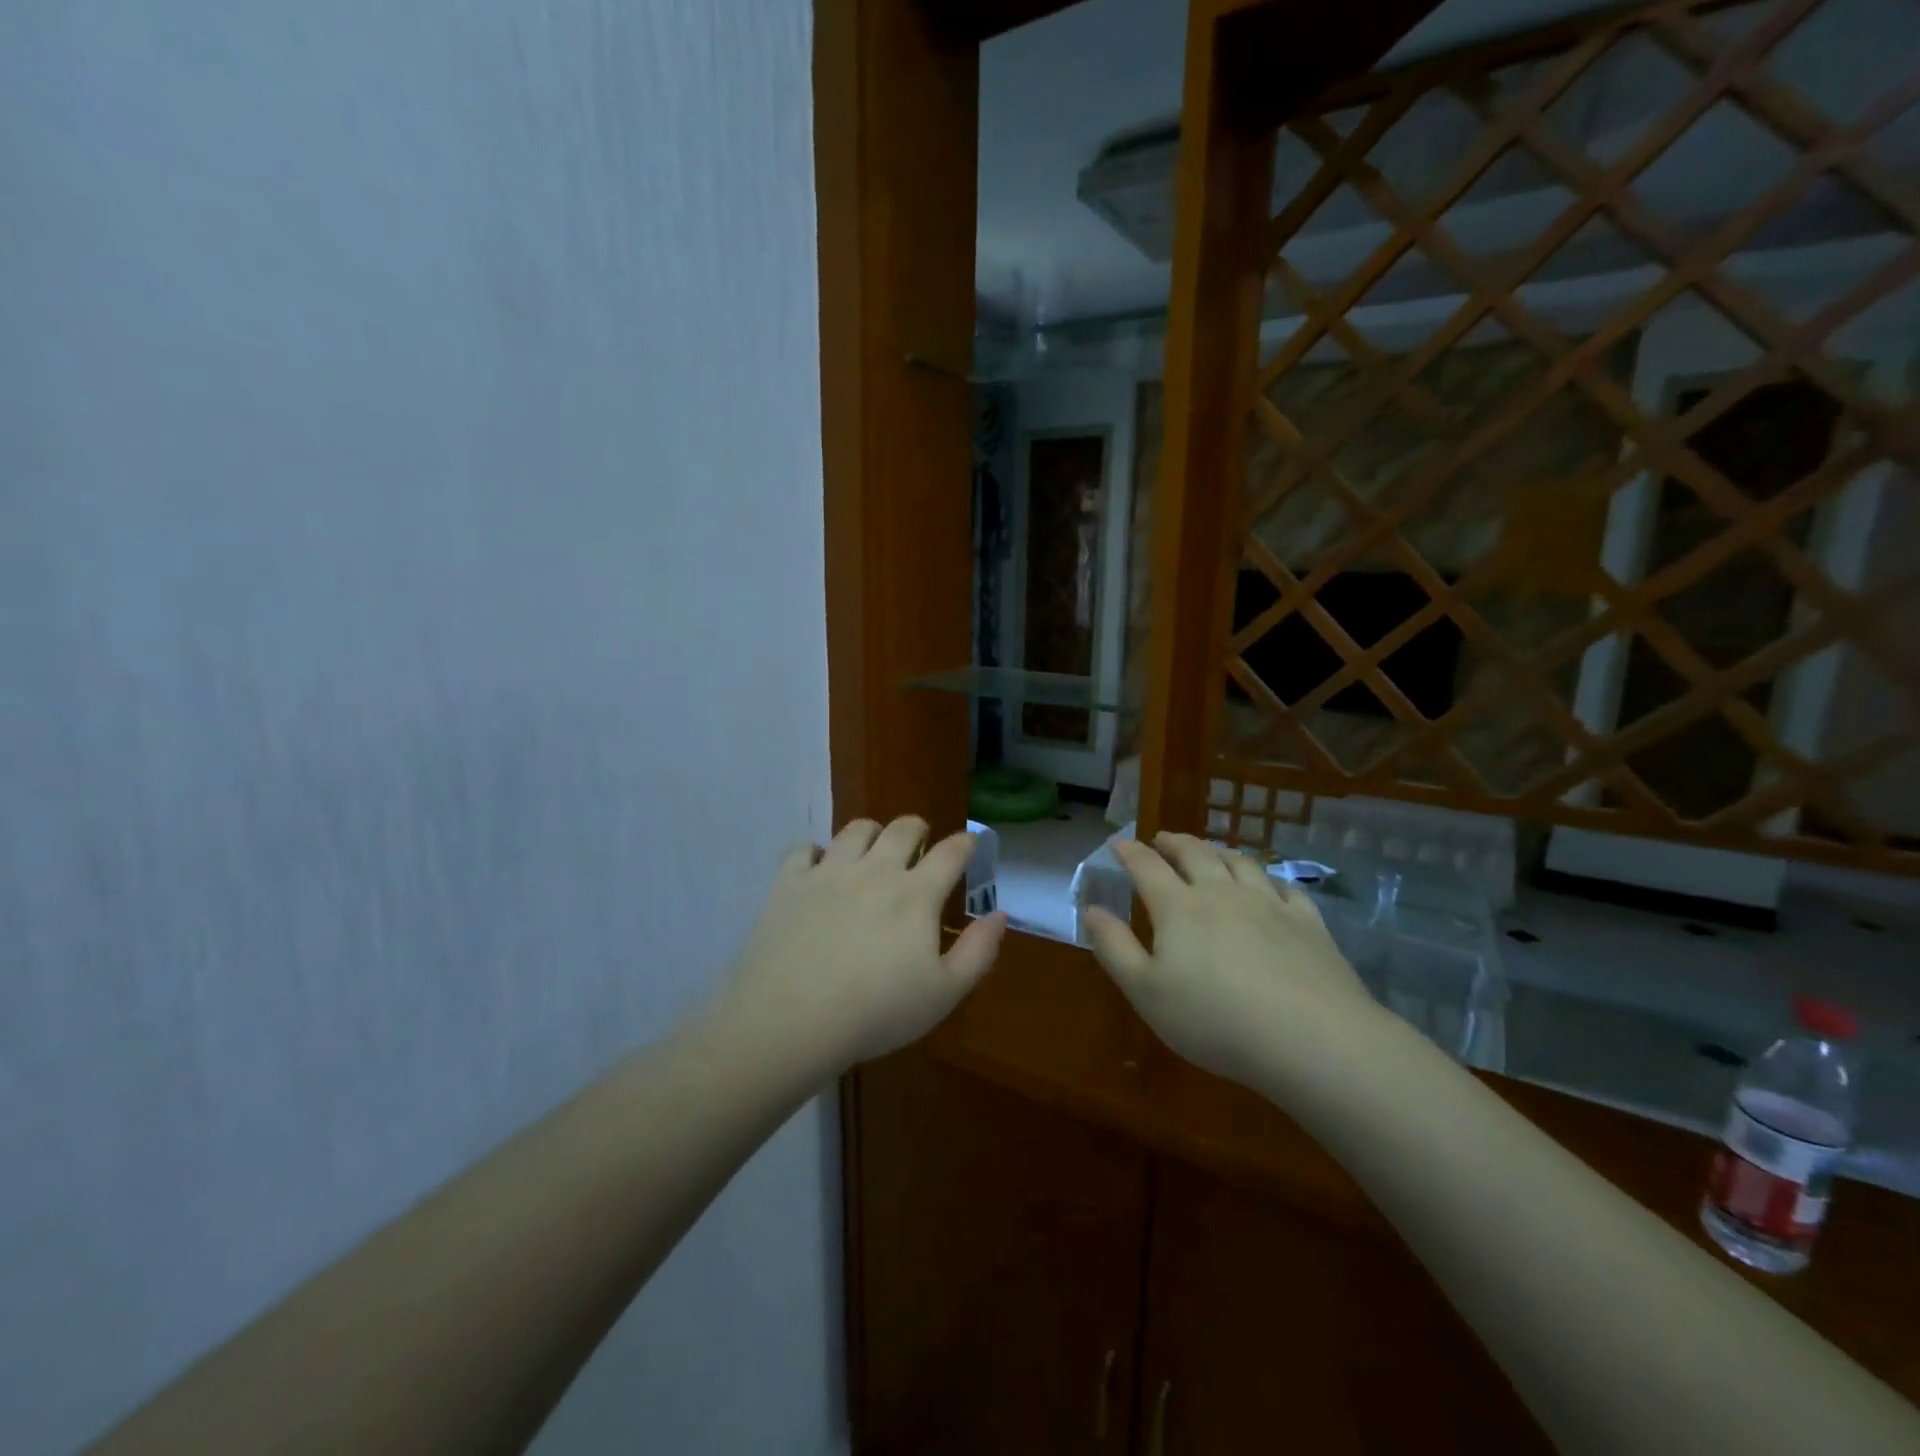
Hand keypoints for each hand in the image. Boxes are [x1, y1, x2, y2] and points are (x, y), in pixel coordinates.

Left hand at [722, 816, 1007, 1074]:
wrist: (791, 1020)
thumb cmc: (876, 1012)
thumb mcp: (943, 993)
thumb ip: (978, 951)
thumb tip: (999, 914)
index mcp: (916, 894)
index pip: (951, 852)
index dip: (965, 843)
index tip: (969, 844)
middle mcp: (875, 870)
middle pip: (903, 828)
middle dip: (917, 829)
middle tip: (919, 843)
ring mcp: (829, 872)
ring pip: (856, 830)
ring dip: (871, 833)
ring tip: (872, 848)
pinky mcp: (789, 883)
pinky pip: (804, 849)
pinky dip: (816, 853)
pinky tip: (818, 869)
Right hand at [1082, 832, 1385, 1088]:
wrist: (1311, 1039)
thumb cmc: (1214, 1020)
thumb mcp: (1146, 992)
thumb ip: (1114, 948)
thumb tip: (1090, 909)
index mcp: (1178, 908)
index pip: (1146, 866)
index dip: (1129, 851)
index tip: (1118, 842)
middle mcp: (1222, 893)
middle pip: (1195, 853)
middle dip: (1173, 842)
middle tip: (1161, 839)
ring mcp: (1269, 904)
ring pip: (1240, 862)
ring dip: (1218, 851)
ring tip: (1210, 852)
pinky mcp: (1308, 922)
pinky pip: (1285, 887)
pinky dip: (1268, 878)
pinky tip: (1268, 885)